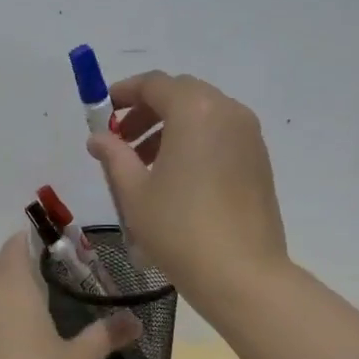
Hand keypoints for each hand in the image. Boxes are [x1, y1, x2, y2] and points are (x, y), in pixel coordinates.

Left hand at [0, 235, 141, 358]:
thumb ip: (105, 336)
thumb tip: (136, 321)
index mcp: (13, 286)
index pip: (16, 244)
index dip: (33, 240)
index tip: (57, 248)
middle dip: (18, 263)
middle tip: (51, 277)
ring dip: (2, 291)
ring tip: (33, 308)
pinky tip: (11, 343)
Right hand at [87, 70, 287, 314]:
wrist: (241, 273)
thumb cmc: (179, 228)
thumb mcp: (134, 192)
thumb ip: (114, 156)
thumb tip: (99, 138)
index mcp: (194, 111)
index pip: (154, 84)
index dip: (124, 93)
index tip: (103, 111)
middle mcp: (227, 111)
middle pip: (181, 95)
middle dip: (147, 111)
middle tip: (121, 140)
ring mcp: (249, 136)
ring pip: (203, 115)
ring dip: (170, 128)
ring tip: (144, 164)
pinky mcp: (259, 160)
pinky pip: (220, 135)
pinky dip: (194, 142)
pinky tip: (176, 177)